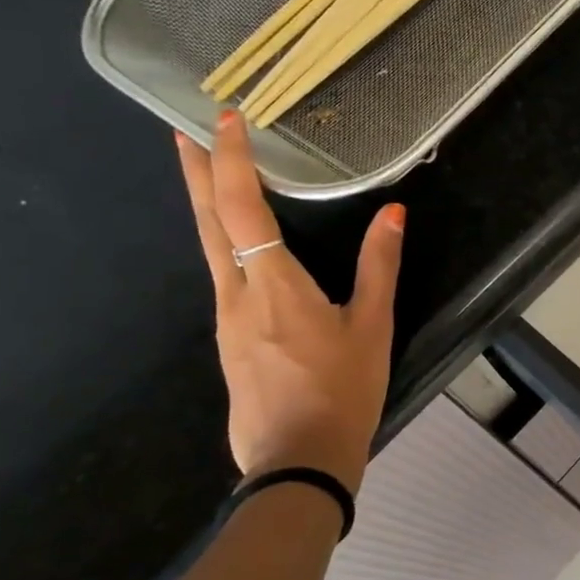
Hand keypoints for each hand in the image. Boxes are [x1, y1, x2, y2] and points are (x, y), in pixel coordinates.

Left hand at [176, 110, 404, 492]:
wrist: (297, 460)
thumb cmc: (342, 390)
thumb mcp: (372, 328)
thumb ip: (379, 267)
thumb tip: (393, 212)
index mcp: (274, 285)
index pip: (243, 208)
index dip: (232, 160)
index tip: (224, 118)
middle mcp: (237, 293)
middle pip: (208, 221)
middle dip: (198, 171)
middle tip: (186, 129)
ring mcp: (226, 319)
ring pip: (210, 247)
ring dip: (209, 204)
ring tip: (213, 174)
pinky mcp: (230, 340)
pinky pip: (223, 274)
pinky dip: (223, 240)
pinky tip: (237, 243)